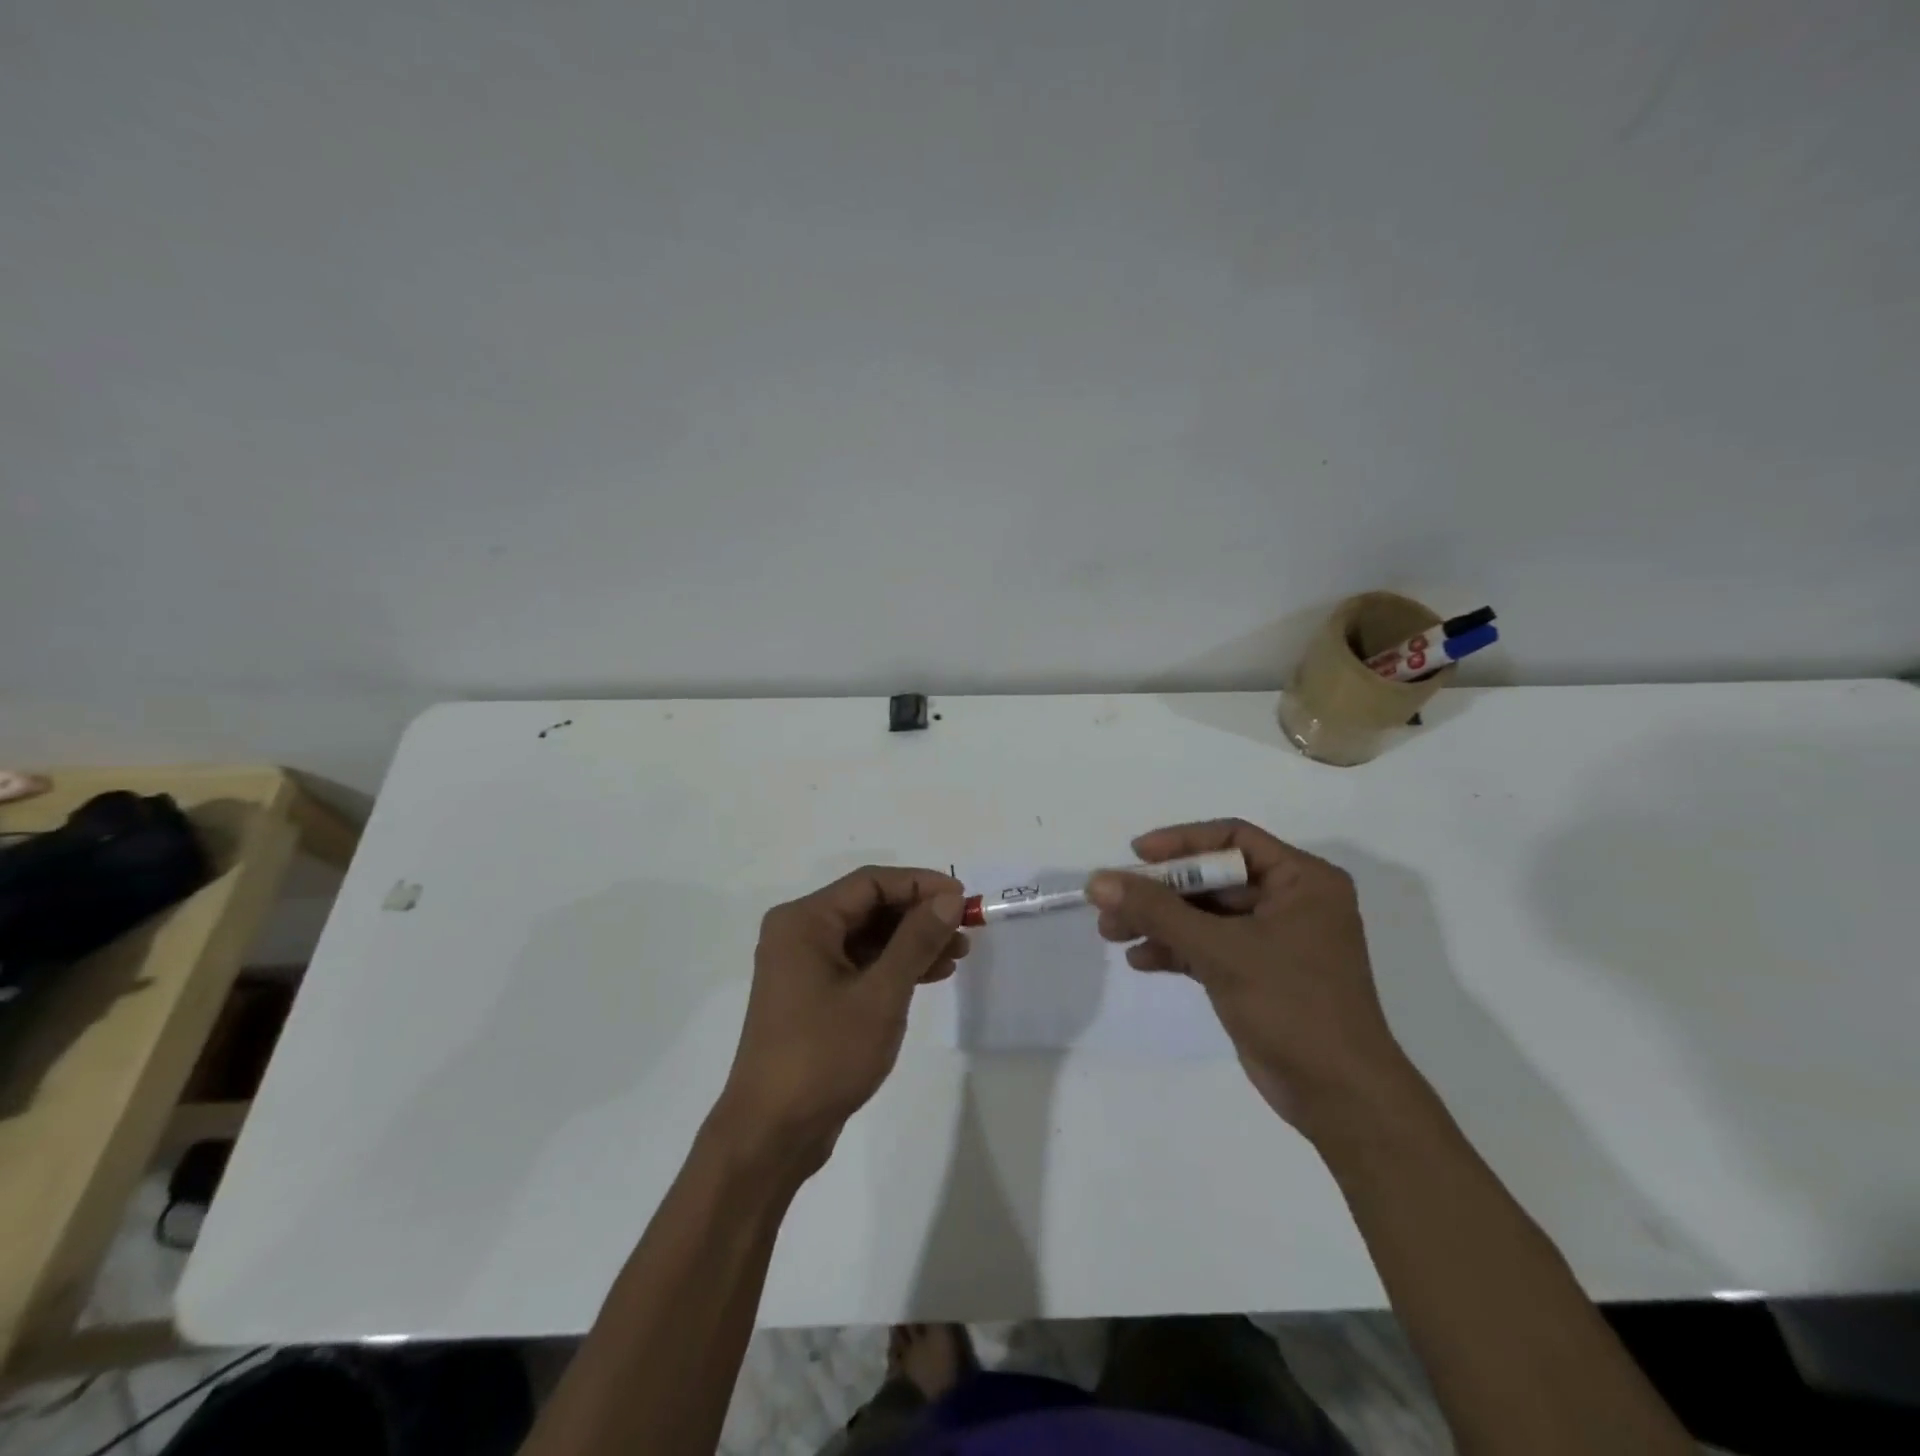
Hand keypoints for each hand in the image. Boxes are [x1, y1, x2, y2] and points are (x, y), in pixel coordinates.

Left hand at [716, 866, 967, 1174]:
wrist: (772, 1133)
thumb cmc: (824, 1055)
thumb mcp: (880, 994)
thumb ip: (916, 940)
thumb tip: (949, 898)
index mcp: (804, 921)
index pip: (871, 882)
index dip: (921, 885)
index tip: (963, 899)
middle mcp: (799, 933)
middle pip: (869, 907)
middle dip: (918, 916)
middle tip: (965, 930)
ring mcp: (803, 965)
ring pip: (867, 936)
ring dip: (911, 942)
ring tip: (957, 955)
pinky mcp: (811, 994)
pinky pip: (858, 963)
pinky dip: (893, 966)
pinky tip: (929, 976)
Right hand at [1086, 819, 1410, 1131]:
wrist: (1339, 1097)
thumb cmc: (1292, 1005)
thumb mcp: (1221, 950)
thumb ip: (1157, 911)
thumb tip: (1097, 881)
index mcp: (1303, 880)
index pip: (1233, 839)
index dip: (1181, 842)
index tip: (1136, 855)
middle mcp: (1291, 902)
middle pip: (1212, 879)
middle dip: (1160, 892)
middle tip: (1111, 902)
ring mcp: (1274, 940)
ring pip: (1205, 915)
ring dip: (1159, 922)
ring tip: (1110, 932)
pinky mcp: (1257, 974)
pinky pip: (1208, 947)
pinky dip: (1175, 950)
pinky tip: (1139, 960)